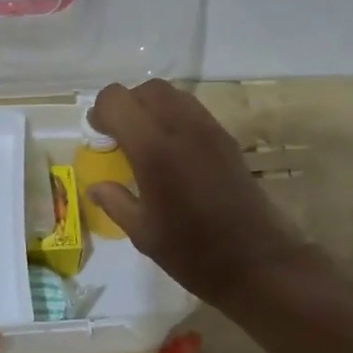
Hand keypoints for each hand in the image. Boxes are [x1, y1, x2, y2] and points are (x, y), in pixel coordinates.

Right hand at [85, 79, 317, 308]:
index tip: (99, 137)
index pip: (117, 100)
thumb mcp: (143, 233)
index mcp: (154, 151)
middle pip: (147, 89)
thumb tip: (96, 186)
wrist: (257, 262)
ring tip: (145, 142)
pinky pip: (193, 111)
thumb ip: (115, 201)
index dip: (101, 113)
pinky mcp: (227, 139)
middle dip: (127, 105)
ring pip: (173, 94)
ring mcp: (210, 131)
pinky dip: (174, 118)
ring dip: (152, 108)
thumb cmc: (193, 253)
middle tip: (120, 137)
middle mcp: (183, 129)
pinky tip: (173, 152)